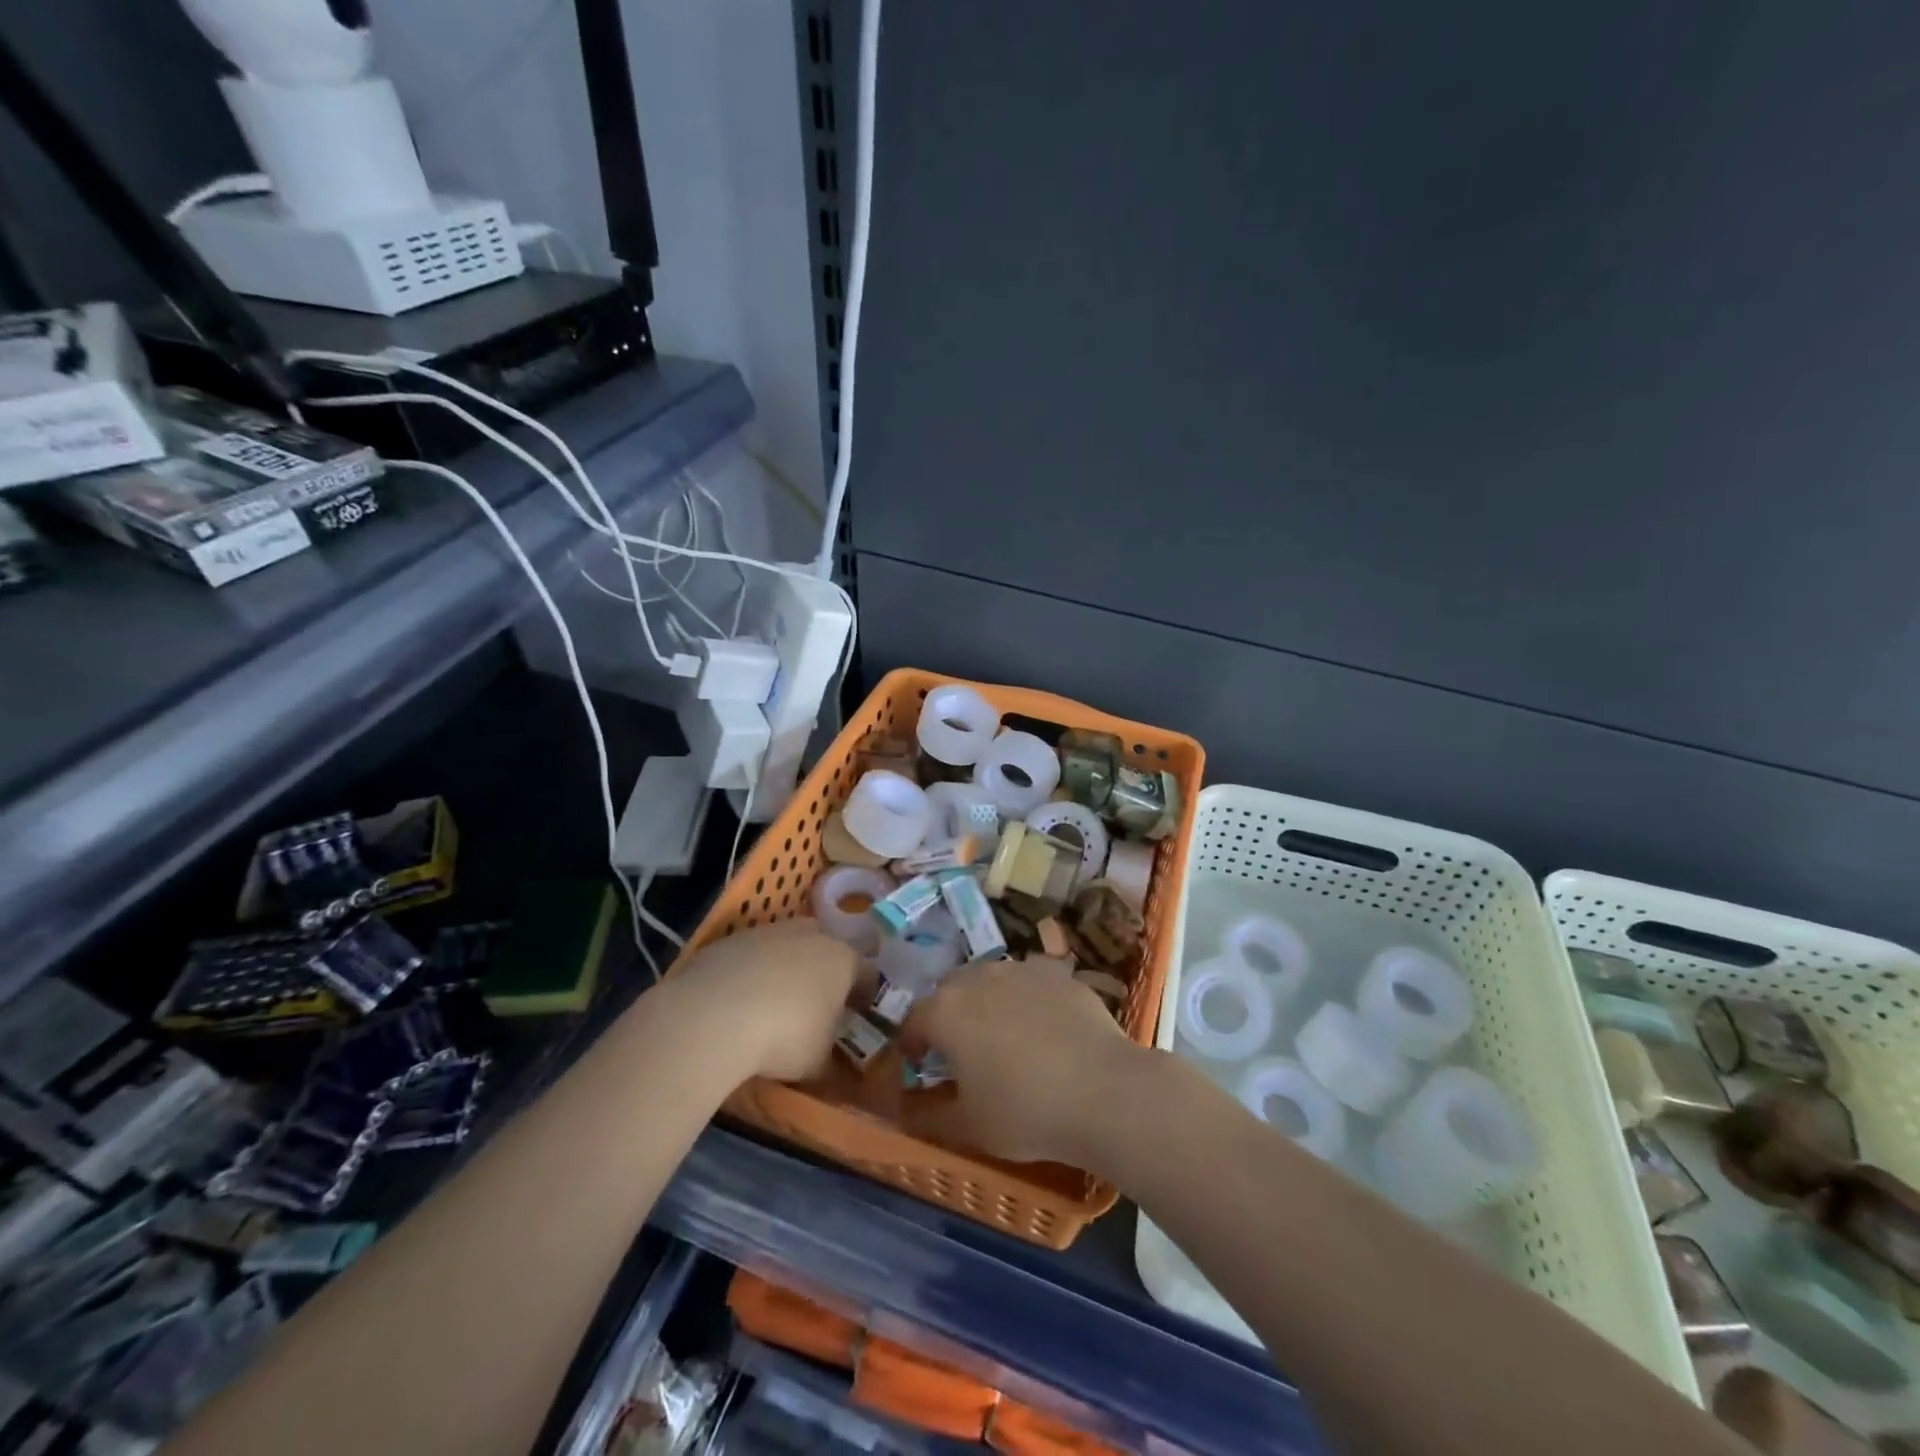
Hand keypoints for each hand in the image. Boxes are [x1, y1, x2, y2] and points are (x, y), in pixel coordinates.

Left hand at [668, 921, 857, 1082]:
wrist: (714, 1014)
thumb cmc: (785, 1036)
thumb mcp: (818, 1061)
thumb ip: (830, 1056)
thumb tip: (829, 1059)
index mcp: (843, 959)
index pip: (867, 973)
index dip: (864, 996)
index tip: (856, 1017)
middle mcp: (812, 935)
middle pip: (827, 952)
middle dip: (824, 976)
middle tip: (815, 1007)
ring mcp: (769, 932)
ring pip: (787, 948)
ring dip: (785, 971)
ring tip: (772, 1006)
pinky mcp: (732, 938)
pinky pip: (752, 956)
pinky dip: (751, 974)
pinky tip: (738, 1003)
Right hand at [902, 960, 1145, 1165]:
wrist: (1104, 1091)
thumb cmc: (1025, 1111)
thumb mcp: (968, 1126)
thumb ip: (929, 1115)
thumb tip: (907, 1111)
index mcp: (946, 1011)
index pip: (913, 1021)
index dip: (912, 1044)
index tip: (919, 1065)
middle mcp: (978, 978)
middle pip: (950, 990)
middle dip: (947, 1016)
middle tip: (959, 1050)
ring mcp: (1021, 970)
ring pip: (990, 980)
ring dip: (985, 1002)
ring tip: (1002, 1036)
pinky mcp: (1058, 973)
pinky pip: (1029, 982)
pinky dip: (1026, 1000)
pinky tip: (1043, 1028)